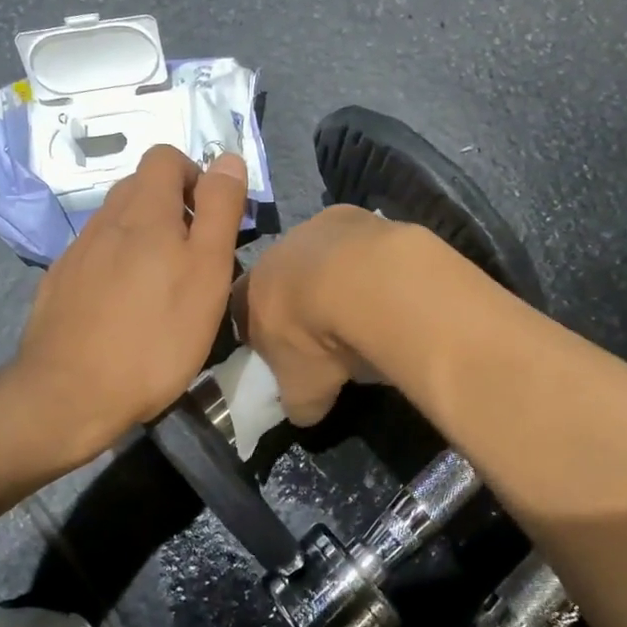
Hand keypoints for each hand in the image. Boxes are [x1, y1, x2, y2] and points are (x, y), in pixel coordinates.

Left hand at [0, 144, 248, 471]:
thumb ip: (219, 209)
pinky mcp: (58, 284)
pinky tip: (125, 309)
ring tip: (162, 287)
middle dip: (172, 207)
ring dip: (144, 238)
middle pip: (139, 187)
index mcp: (143, 210)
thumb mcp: (207, 271)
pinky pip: (95, 256)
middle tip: (194, 255)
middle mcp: (104, 220)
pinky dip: (116, 266)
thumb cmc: (155, 335)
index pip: (165, 156)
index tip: (210, 218)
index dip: (194, 175)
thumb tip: (227, 158)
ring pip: (116, 224)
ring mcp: (76, 252)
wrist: (69, 395)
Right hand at [234, 204, 402, 425]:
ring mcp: (313, 228)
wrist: (361, 282)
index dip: (261, 331)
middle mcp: (275, 254)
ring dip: (335, 275)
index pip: (241, 310)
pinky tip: (385, 283)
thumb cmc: (317, 340)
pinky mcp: (352, 215)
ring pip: (319, 253)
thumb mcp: (304, 390)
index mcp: (251, 293)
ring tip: (363, 305)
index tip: (282, 351)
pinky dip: (366, 260)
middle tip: (326, 329)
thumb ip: (298, 401)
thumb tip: (304, 411)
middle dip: (300, 299)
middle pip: (281, 277)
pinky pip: (355, 240)